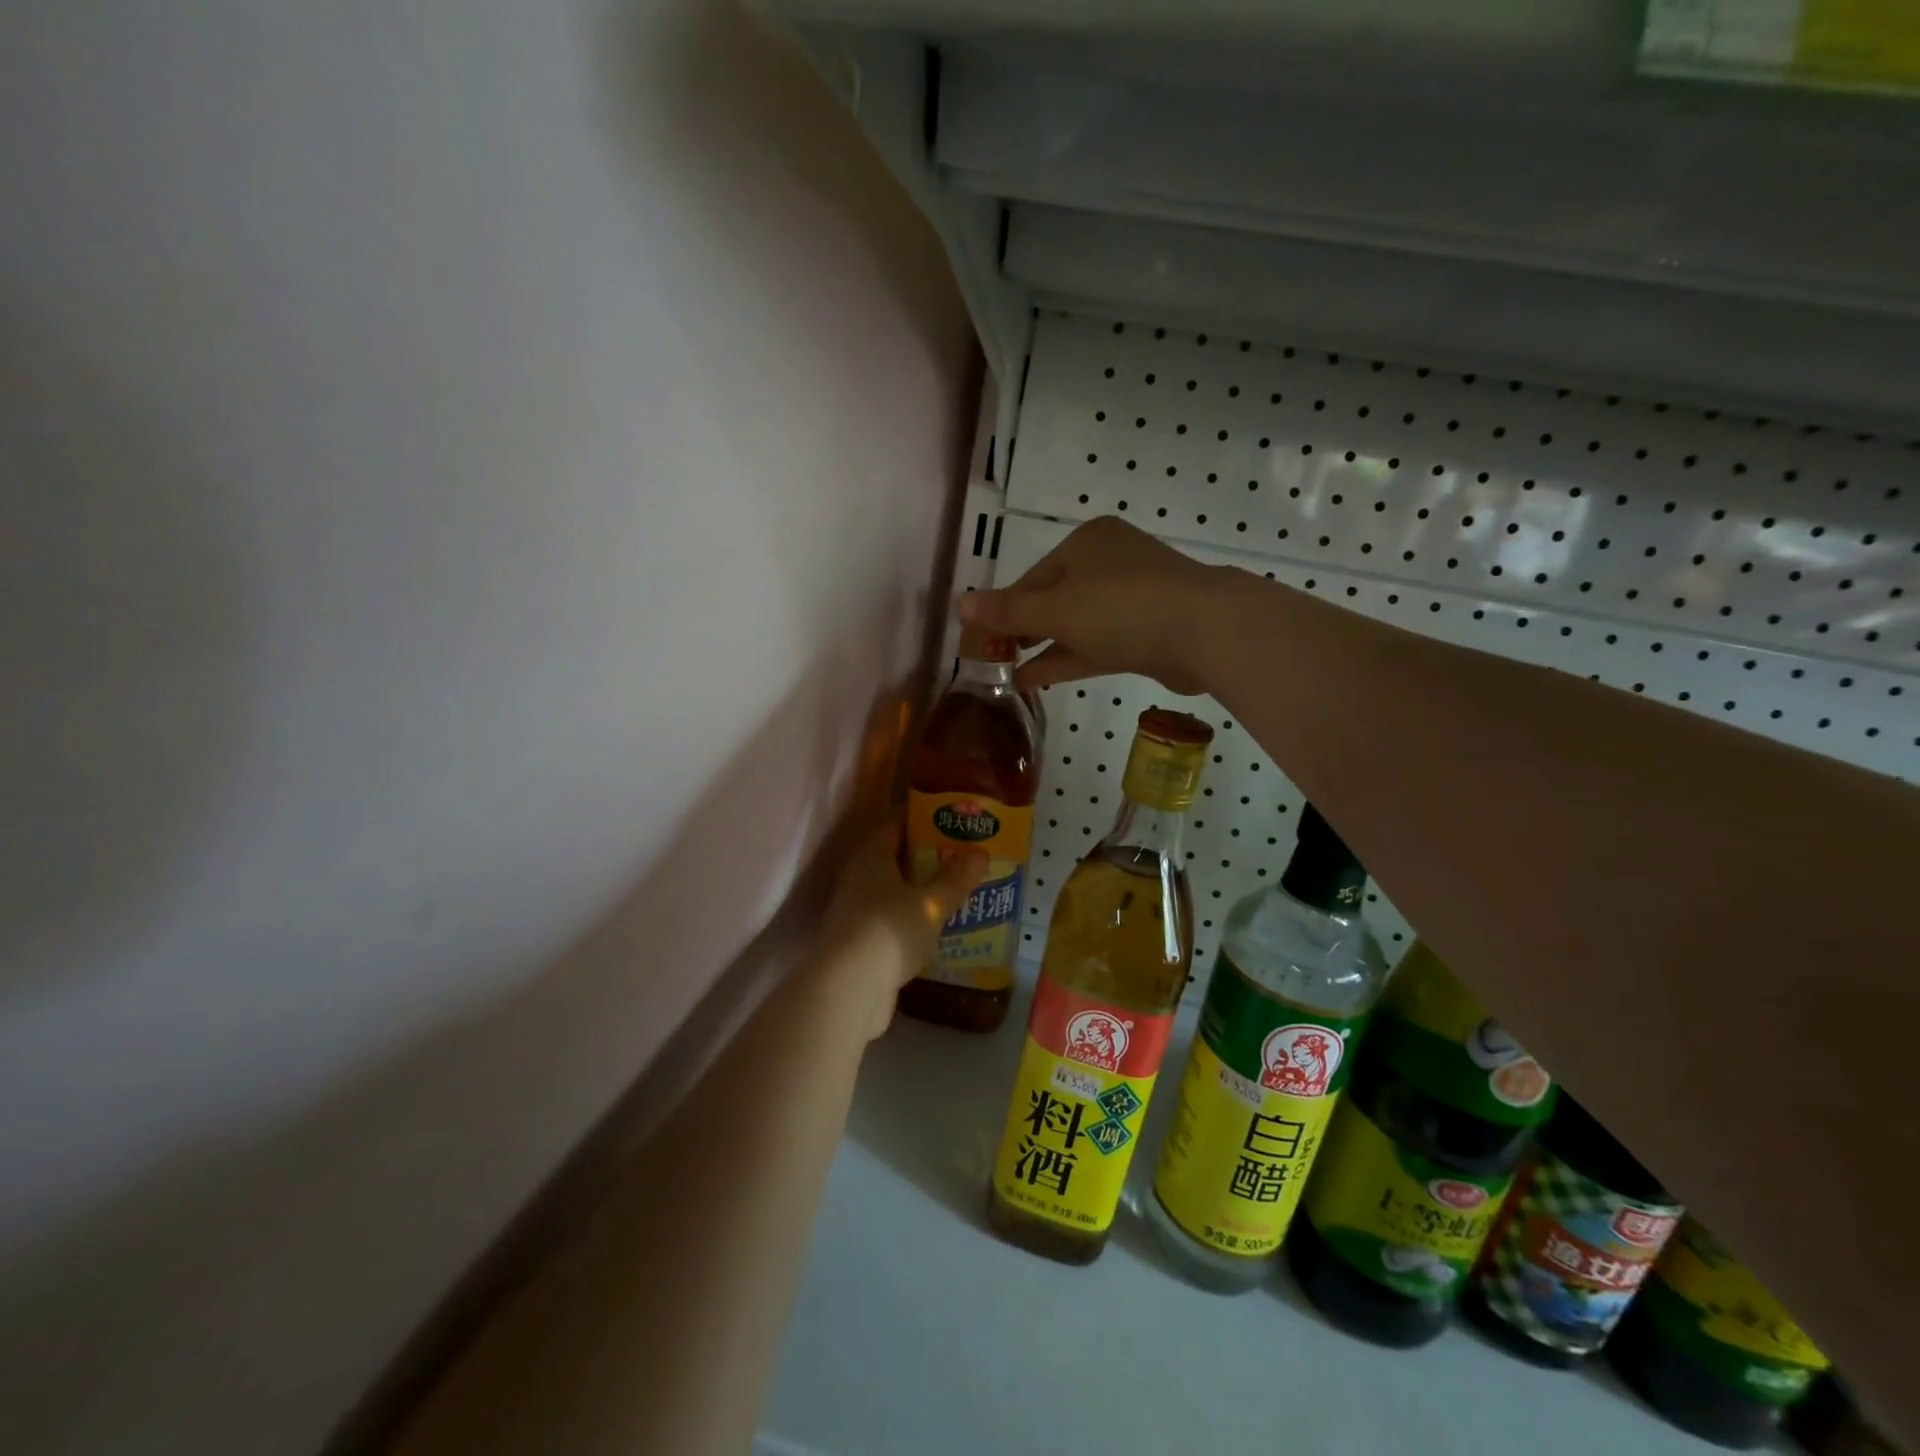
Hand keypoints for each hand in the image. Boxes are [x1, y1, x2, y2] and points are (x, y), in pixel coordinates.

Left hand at [818, 822, 987, 1039]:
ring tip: (956, 888)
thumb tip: (980, 853)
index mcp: (872, 855)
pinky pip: (891, 917)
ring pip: (893, 888)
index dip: (925, 816)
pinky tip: (937, 925)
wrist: (847, 989)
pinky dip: (912, 916)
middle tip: (963, 853)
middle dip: (928, 854)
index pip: (898, 823)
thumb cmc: (889, 931)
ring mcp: (855, 909)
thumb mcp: (931, 904)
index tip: (953, 815)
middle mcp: (859, 876)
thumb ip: (955, 879)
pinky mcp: (859, 939)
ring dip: (920, 888)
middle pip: (896, 855)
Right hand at [957, 516, 1223, 695]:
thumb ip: (1009, 611)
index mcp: (1087, 543)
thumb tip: (960, 604)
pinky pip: (1098, 642)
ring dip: (1043, 648)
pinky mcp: (1147, 630)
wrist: (1206, 631)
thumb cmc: (1123, 609)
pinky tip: (1037, 679)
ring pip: (1076, 623)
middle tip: (994, 658)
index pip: (1032, 577)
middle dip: (1023, 630)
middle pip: (1054, 598)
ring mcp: (1132, 597)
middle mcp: (1109, 563)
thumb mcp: (1056, 609)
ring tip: (1008, 673)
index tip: (981, 640)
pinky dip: (1069, 658)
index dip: (1004, 610)